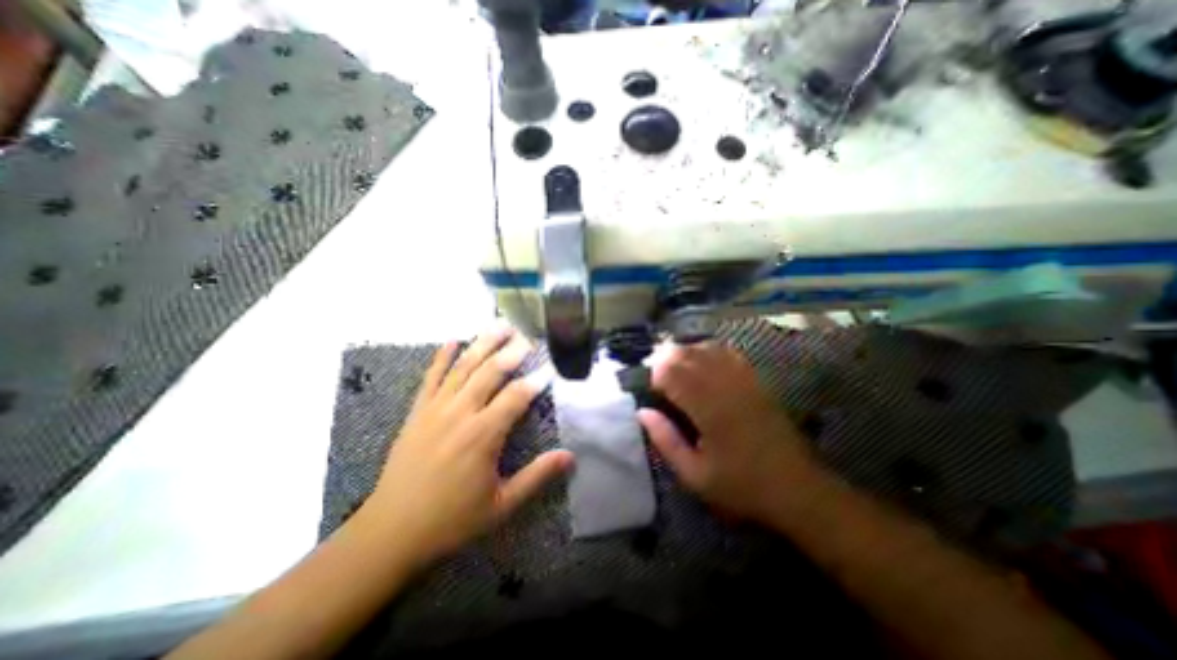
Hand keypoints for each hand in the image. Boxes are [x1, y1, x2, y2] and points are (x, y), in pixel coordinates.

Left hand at [362, 324, 577, 561]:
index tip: (550, 368)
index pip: (516, 397)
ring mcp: (435, 409)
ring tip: (499, 325)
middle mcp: (460, 414)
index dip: (536, 381)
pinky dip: (442, 357)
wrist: (390, 532)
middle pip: (490, 372)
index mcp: (483, 435)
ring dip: (483, 344)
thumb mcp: (502, 505)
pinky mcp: (417, 412)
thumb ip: (537, 477)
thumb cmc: (451, 520)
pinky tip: (453, 340)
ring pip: (463, 367)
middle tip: (527, 337)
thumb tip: (570, 457)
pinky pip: (431, 377)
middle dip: (512, 352)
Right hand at [640, 341, 820, 524]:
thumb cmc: (741, 485)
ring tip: (672, 361)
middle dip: (665, 357)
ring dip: (685, 351)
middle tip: (654, 370)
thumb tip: (643, 412)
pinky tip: (701, 357)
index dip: (654, 374)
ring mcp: (742, 380)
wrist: (796, 488)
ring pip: (706, 349)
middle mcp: (723, 386)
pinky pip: (728, 353)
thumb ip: (665, 440)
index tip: (646, 384)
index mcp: (706, 408)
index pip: (672, 374)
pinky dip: (709, 350)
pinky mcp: (755, 381)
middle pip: (687, 355)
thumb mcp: (694, 474)